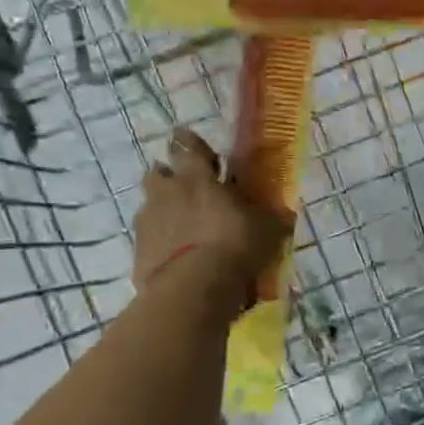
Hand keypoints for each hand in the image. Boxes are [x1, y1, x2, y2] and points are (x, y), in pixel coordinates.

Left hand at [133, 128, 289, 287]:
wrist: (192, 289)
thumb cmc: (234, 245)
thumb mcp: (267, 230)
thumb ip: (273, 218)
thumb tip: (285, 214)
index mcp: (197, 178)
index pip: (188, 148)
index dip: (187, 141)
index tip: (183, 136)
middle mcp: (167, 193)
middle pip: (157, 173)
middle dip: (167, 174)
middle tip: (181, 184)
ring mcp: (148, 222)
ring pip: (148, 205)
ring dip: (161, 209)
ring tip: (178, 224)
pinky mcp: (138, 252)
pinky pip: (146, 239)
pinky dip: (157, 242)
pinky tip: (171, 255)